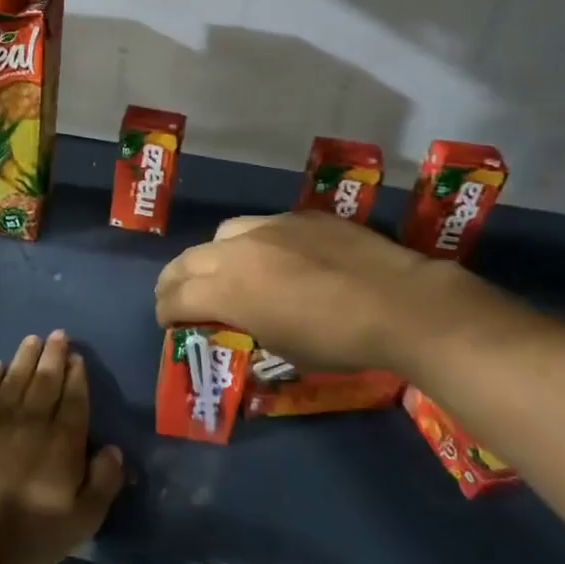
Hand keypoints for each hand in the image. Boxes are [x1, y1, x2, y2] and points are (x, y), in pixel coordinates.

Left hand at [0, 331, 123, 563]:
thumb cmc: (31, 531)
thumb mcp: (84, 519)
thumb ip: (104, 481)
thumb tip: (115, 450)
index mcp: (63, 441)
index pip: (74, 400)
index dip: (77, 377)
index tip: (77, 357)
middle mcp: (33, 421)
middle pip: (46, 381)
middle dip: (54, 356)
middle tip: (58, 334)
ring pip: (15, 379)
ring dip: (25, 357)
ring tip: (32, 339)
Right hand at [155, 212, 436, 371]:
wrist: (400, 304)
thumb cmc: (337, 341)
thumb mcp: (279, 347)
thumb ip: (244, 325)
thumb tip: (234, 320)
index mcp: (227, 289)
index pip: (176, 296)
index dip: (165, 311)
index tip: (167, 322)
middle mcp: (238, 250)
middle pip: (188, 260)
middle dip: (174, 280)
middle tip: (175, 296)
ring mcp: (271, 226)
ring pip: (223, 234)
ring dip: (212, 256)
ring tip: (223, 271)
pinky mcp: (301, 216)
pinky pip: (263, 225)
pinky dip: (253, 243)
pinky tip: (274, 257)